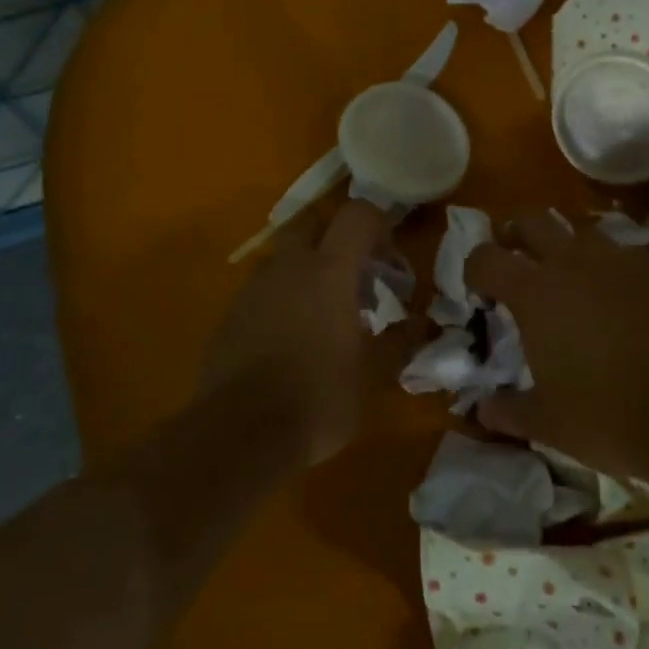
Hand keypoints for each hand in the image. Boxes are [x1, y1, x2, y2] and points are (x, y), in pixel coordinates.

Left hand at [200, 200, 402, 468]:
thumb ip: (398, 342)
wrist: (238, 434)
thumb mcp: (372, 375)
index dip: (379, 224)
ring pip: (284, 255)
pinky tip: (292, 337)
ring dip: (308, 267)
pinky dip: (283, 296)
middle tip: (356, 274)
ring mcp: (254, 288)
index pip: (357, 215)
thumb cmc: (318, 399)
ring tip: (326, 310)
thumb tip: (417, 323)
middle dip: (337, 236)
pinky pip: (263, 288)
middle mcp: (288, 267)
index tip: (389, 259)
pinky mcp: (231, 313)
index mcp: (329, 271)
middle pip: (312, 222)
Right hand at [465, 213, 648, 481]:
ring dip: (568, 248)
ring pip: (583, 233)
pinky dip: (613, 268)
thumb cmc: (607, 417)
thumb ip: (507, 411)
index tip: (481, 291)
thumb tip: (482, 410)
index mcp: (535, 293)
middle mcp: (573, 263)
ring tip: (574, 280)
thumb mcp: (547, 423)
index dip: (476, 269)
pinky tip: (624, 298)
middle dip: (516, 236)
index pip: (487, 258)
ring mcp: (621, 261)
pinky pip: (626, 254)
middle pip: (532, 223)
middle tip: (519, 262)